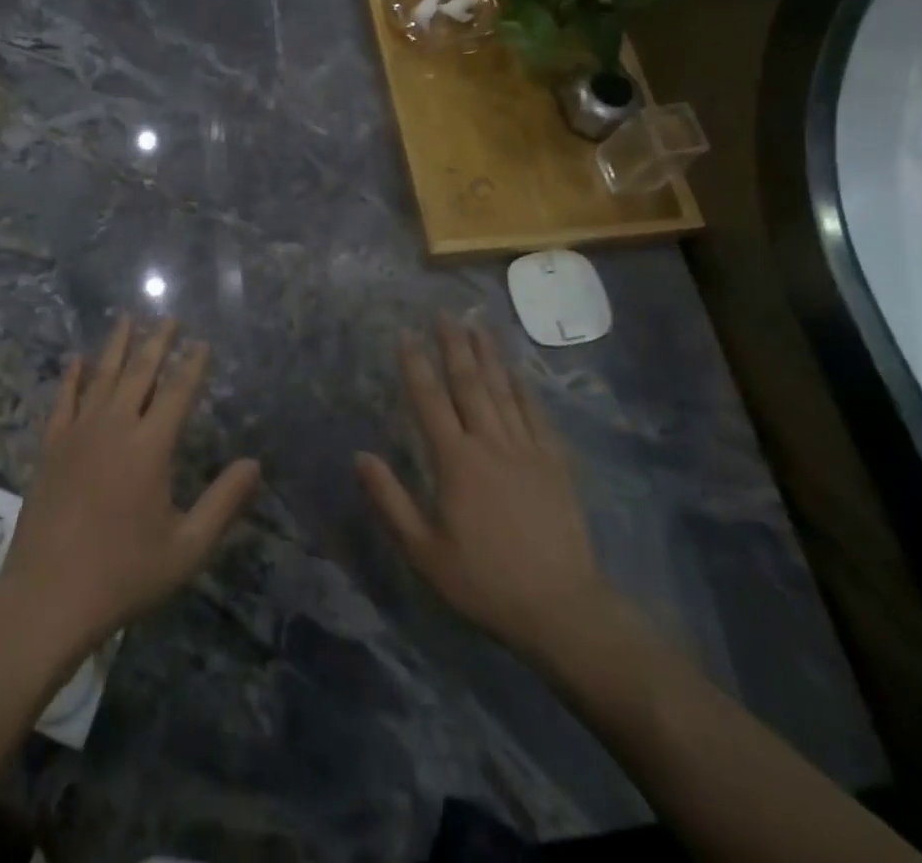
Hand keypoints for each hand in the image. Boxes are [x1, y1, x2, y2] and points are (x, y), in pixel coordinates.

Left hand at [1, 315, 260, 660]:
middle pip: (140, 372)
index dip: (193, 365)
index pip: (178, 391)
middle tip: (169, 317)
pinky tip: (77, 359)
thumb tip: (255, 464)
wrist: (47, 596)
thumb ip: (223, 503)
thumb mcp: (186, 548)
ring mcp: (78, 433)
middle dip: (157, 342)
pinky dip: (72, 377)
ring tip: (127, 318)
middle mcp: (115, 426)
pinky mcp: (51, 447)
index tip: (203, 342)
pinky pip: (63, 400)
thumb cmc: (123, 574)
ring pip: (102, 376)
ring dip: (117, 345)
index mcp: (150, 446)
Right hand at [356, 315, 617, 672]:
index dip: (415, 364)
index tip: (405, 333)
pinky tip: (517, 370)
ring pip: (503, 391)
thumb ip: (390, 500)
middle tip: (445, 313)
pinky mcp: (554, 463)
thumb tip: (360, 455)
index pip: (430, 400)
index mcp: (456, 461)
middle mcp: (490, 443)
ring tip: (477, 325)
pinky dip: (524, 387)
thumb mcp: (425, 551)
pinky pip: (535, 414)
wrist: (561, 607)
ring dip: (488, 355)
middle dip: (454, 346)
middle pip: (469, 384)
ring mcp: (527, 450)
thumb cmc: (484, 580)